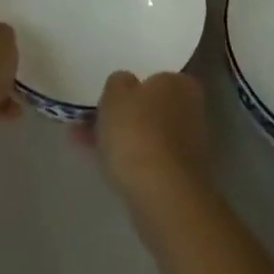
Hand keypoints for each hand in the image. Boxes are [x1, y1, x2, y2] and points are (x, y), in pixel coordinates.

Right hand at [82, 71, 210, 210]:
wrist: (162, 196)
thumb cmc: (138, 132)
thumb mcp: (115, 93)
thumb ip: (118, 82)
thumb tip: (126, 84)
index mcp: (180, 84)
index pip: (157, 77)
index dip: (132, 86)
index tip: (110, 95)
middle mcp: (190, 111)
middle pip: (150, 108)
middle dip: (123, 114)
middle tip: (92, 118)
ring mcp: (187, 147)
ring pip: (146, 135)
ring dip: (120, 137)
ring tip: (82, 141)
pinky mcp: (179, 178)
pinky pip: (147, 159)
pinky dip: (127, 159)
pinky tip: (100, 162)